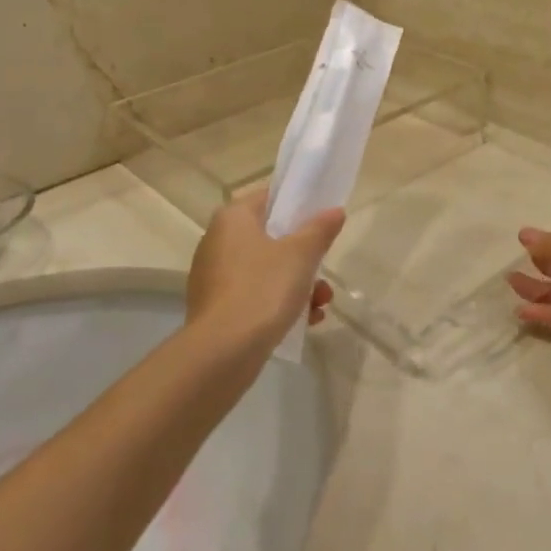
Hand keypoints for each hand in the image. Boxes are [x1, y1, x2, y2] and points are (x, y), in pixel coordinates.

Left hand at [186, 188, 344, 349]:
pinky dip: (279, 303)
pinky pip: (255, 296)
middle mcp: (218, 241)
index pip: (269, 197)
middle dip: (304, 254)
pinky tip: (306, 321)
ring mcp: (215, 277)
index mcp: (233, 219)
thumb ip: (320, 230)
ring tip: (322, 303)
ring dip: (298, 283)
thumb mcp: (301, 255)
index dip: (298, 203)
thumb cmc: (262, 289)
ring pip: (266, 269)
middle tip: (325, 266)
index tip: (322, 217)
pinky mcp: (217, 309)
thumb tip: (335, 211)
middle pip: (270, 236)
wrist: (222, 353)